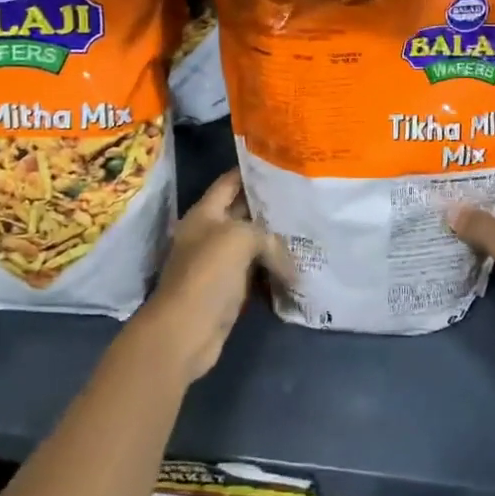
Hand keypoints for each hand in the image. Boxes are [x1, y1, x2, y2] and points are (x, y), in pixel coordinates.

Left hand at [136, 170, 290, 381]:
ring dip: (276, 242)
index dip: (252, 171)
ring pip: (252, 245)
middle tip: (305, 199)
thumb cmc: (207, 274)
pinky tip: (298, 266)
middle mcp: (209, 234)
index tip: (283, 164)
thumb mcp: (240, 239)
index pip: (229, 182)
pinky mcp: (228, 290)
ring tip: (308, 230)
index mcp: (204, 213)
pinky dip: (274, 270)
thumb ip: (268, 237)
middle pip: (243, 213)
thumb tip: (290, 263)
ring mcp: (218, 263)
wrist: (185, 331)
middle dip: (271, 207)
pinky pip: (256, 272)